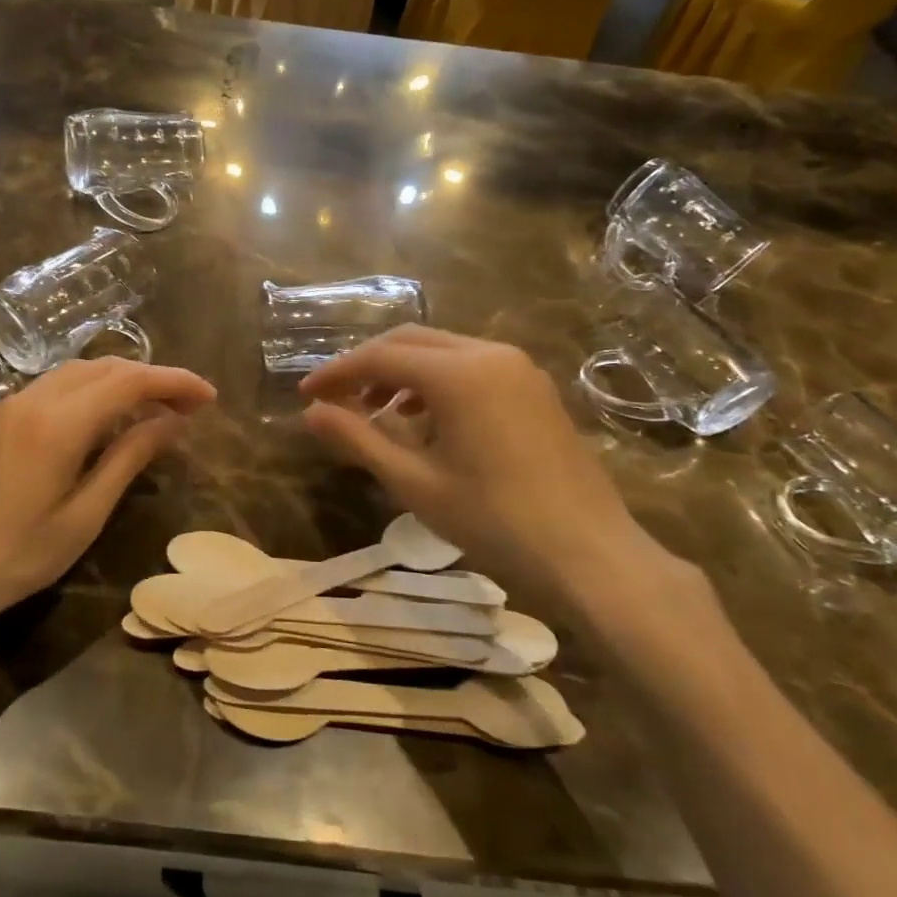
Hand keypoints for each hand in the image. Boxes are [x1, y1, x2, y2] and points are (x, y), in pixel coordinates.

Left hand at [0, 358, 215, 641]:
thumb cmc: (11, 558)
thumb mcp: (82, 516)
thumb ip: (129, 459)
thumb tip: (173, 421)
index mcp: (59, 422)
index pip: (130, 380)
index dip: (175, 381)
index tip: (209, 397)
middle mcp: (32, 399)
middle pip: (104, 367)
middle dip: (151, 377)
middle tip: (188, 406)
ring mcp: (7, 406)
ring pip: (76, 373)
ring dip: (120, 381)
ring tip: (153, 410)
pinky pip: (53, 388)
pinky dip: (89, 392)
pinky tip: (102, 420)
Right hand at [299, 328, 684, 623]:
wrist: (591, 554)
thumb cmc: (495, 521)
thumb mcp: (414, 483)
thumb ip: (358, 439)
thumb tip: (310, 413)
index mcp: (458, 373)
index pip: (379, 357)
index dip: (336, 373)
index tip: (305, 394)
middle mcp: (488, 354)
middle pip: (410, 342)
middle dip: (367, 366)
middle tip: (335, 399)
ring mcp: (518, 367)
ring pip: (442, 350)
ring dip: (401, 372)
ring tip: (376, 413)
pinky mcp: (534, 387)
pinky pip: (471, 366)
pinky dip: (436, 382)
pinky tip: (426, 421)